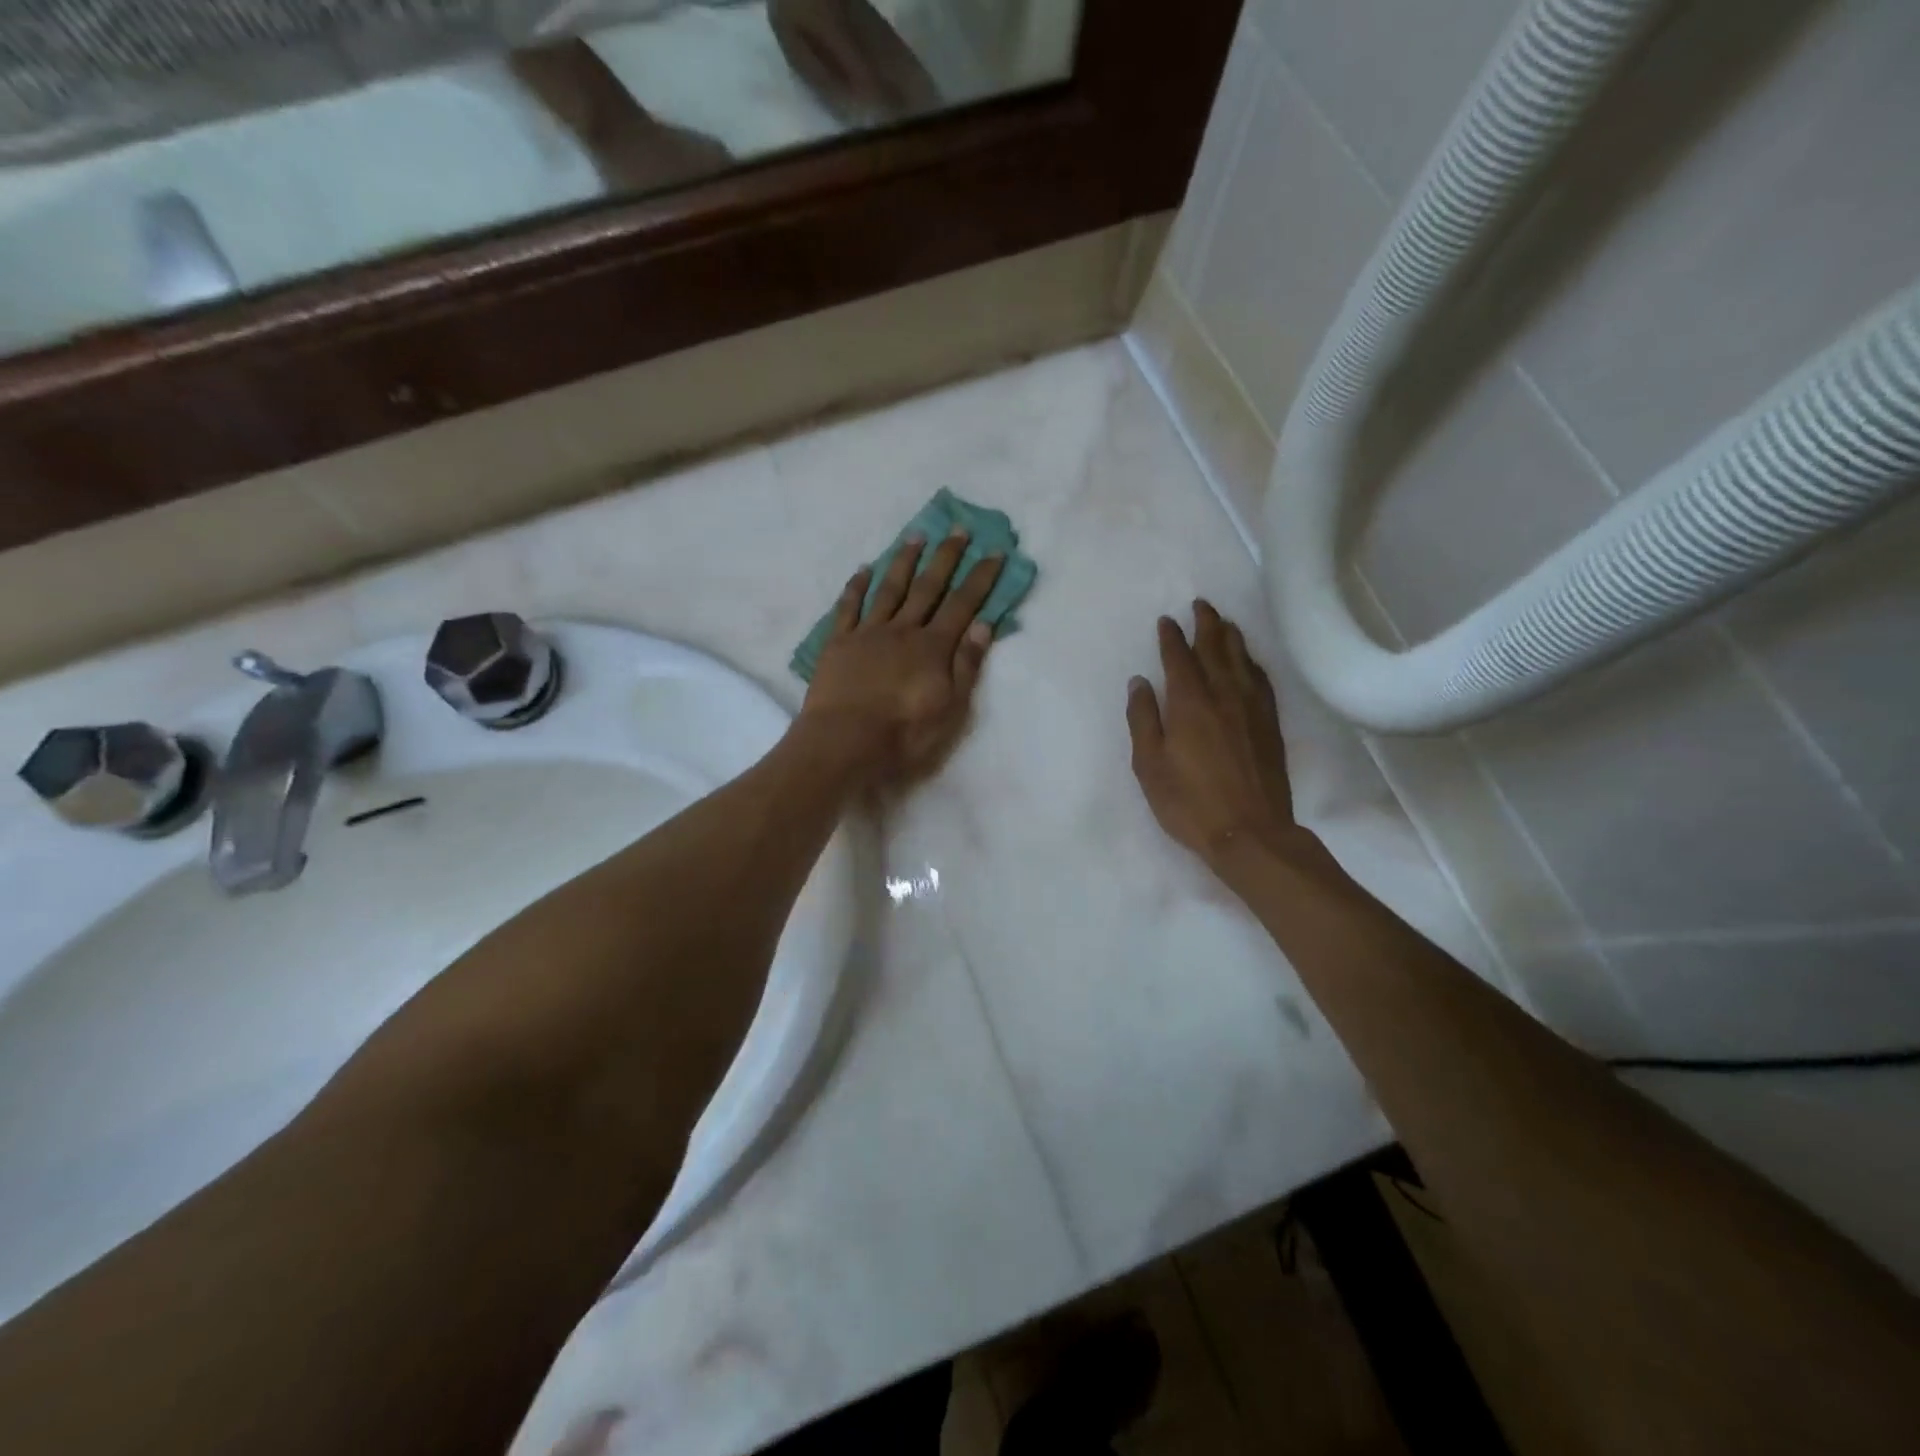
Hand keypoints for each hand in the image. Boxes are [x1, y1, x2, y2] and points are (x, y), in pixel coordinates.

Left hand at [799, 528, 1004, 790]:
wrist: (845, 742)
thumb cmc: (904, 733)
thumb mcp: (951, 707)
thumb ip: (966, 664)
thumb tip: (984, 625)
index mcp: (933, 647)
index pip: (963, 604)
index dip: (981, 578)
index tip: (994, 551)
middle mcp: (903, 630)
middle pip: (929, 587)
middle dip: (946, 558)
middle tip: (959, 530)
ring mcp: (868, 633)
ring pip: (890, 589)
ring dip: (905, 562)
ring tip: (916, 536)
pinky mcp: (839, 643)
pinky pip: (849, 607)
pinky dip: (857, 586)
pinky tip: (865, 569)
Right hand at [1126, 601, 1311, 871]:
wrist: (1250, 831)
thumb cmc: (1189, 801)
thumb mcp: (1149, 764)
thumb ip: (1143, 719)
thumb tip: (1140, 681)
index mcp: (1189, 702)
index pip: (1179, 658)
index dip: (1171, 637)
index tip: (1166, 620)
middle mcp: (1223, 695)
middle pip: (1215, 648)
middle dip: (1206, 624)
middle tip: (1201, 605)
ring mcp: (1251, 707)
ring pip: (1242, 659)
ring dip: (1231, 636)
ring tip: (1224, 622)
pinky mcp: (1270, 723)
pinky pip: (1261, 679)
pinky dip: (1252, 662)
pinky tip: (1249, 661)